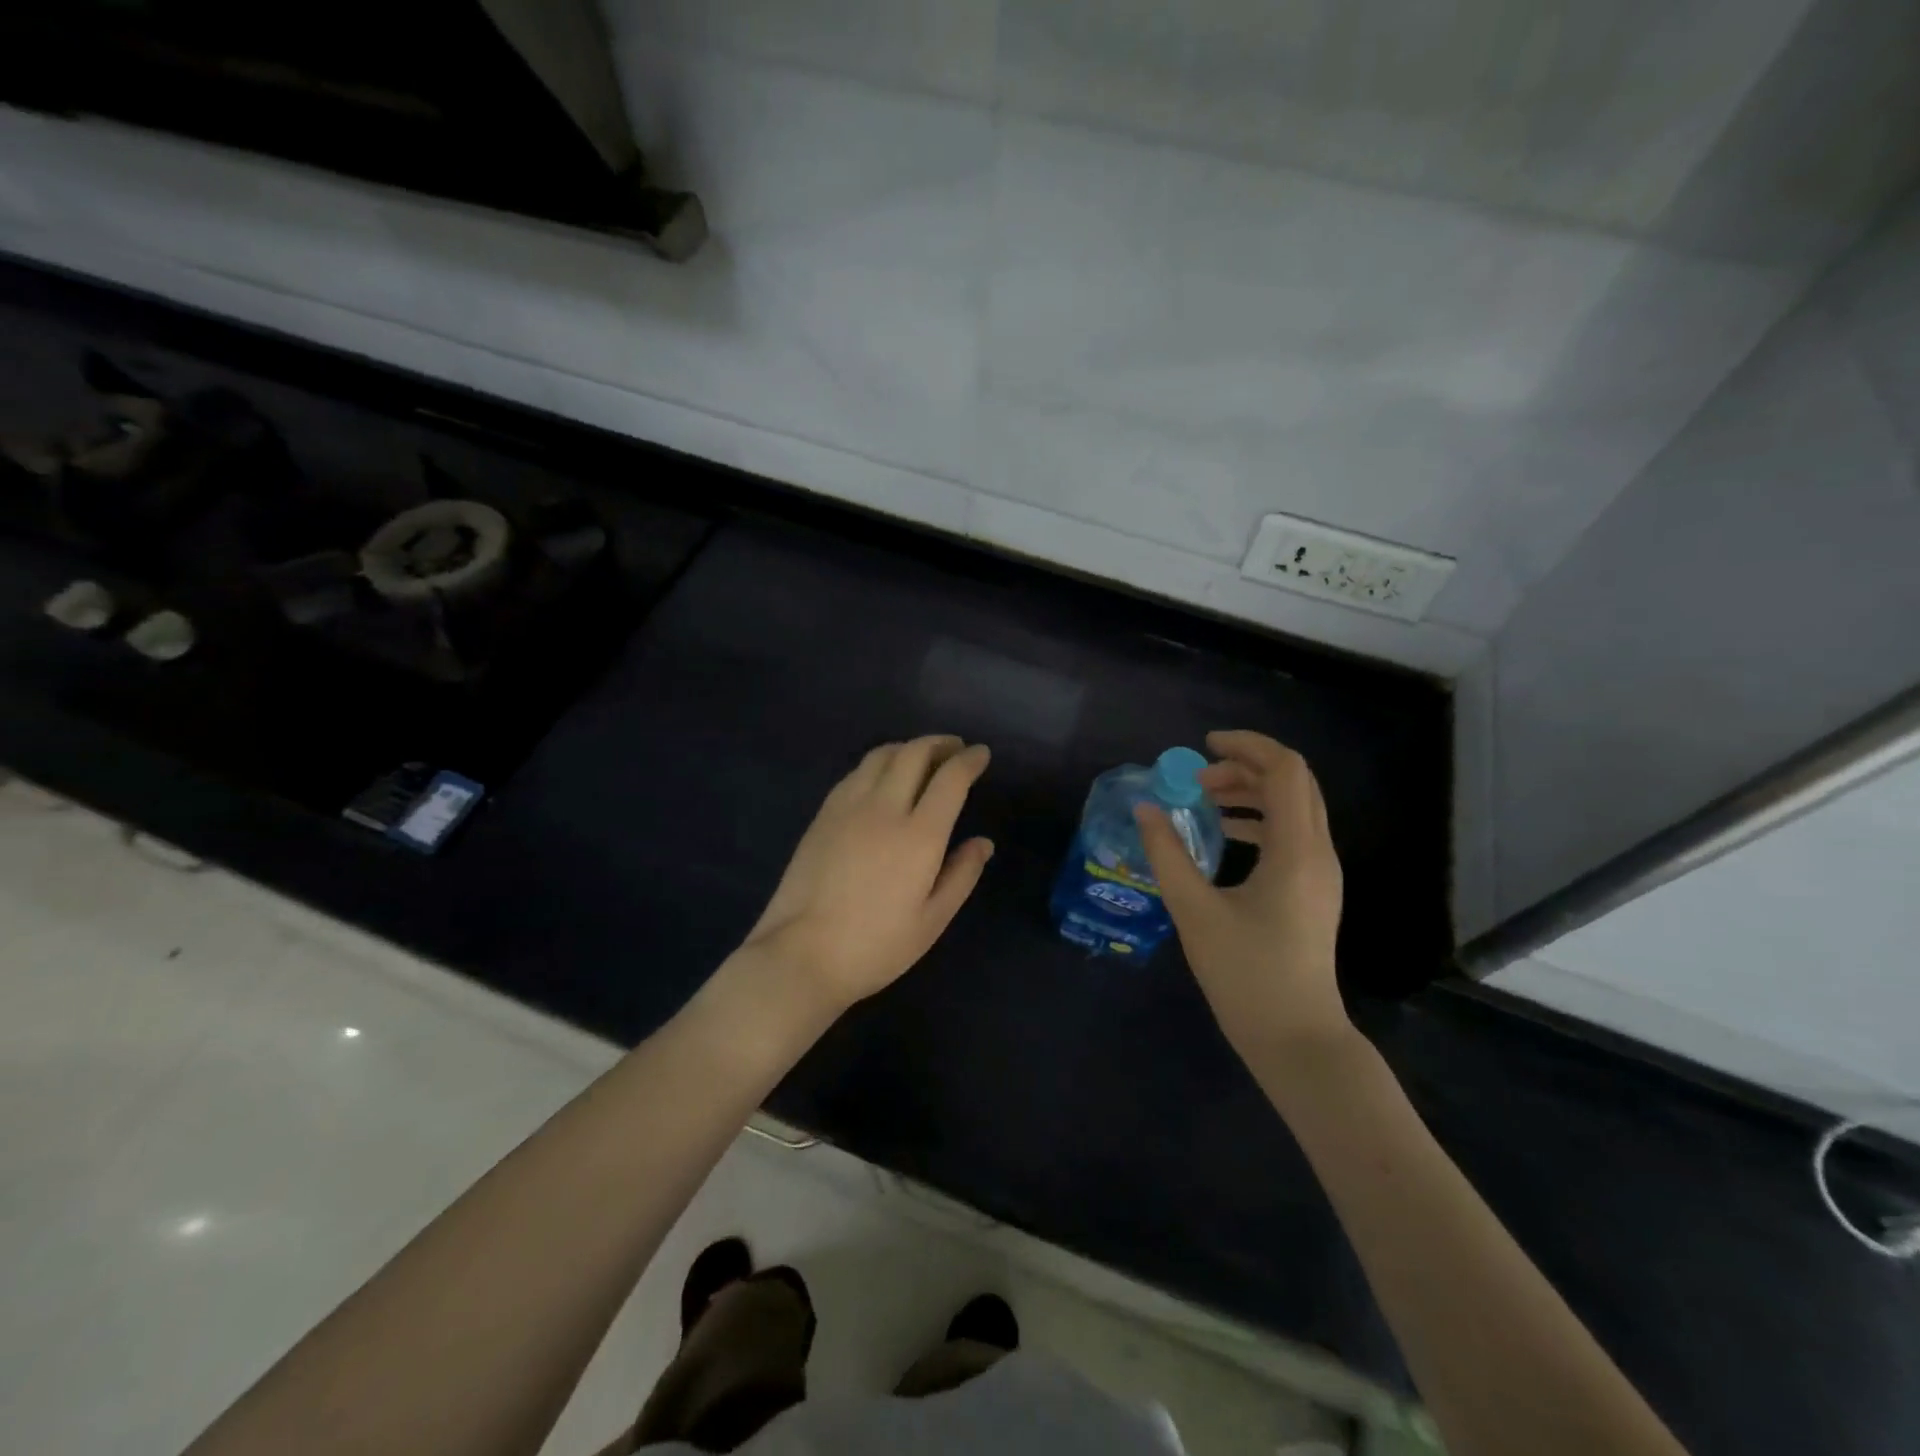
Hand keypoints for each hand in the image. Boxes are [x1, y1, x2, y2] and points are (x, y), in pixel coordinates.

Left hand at [741, 735, 993, 1012]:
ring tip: (921, 757)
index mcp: (919, 835)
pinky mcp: (823, 814)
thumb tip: (983, 842)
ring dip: (908, 747)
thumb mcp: (932, 920)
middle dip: (940, 743)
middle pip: (914, 753)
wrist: (801, 954)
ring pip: (881, 755)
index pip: (950, 778)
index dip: (970, 760)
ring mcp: (848, 807)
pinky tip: (882, 778)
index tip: (981, 754)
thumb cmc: (876, 946)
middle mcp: (884, 808)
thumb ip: (962, 875)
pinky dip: (879, 763)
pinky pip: (856, 772)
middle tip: (955, 749)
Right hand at [1135, 730, 1348, 1059]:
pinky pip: (1292, 833)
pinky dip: (1259, 819)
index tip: (1202, 747)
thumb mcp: (1195, 912)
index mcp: (1296, 851)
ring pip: (1294, 807)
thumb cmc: (1246, 975)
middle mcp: (1318, 853)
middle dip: (1244, 767)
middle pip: (1293, 783)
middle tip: (1196, 780)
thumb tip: (1146, 809)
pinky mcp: (1314, 891)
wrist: (1296, 1039)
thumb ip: (1167, 854)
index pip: (1285, 771)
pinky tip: (1225, 835)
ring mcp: (1321, 873)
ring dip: (1251, 792)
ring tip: (1204, 801)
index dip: (1246, 747)